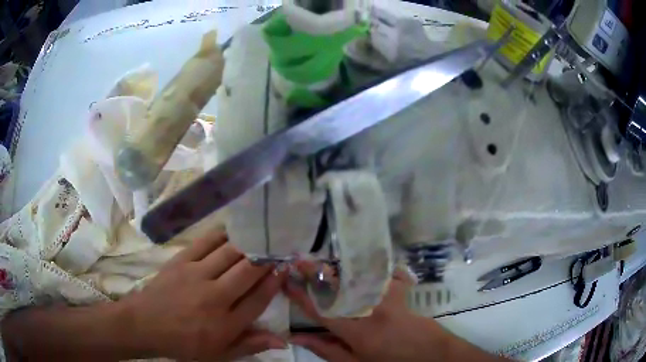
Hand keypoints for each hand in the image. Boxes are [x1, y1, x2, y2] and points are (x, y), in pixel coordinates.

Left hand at [125, 231, 287, 360]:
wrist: (146, 324)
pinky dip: (222, 234)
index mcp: (226, 323)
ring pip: (230, 252)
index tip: (285, 268)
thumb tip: (283, 341)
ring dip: (248, 244)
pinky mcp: (181, 261)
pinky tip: (232, 230)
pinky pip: (206, 242)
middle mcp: (215, 296)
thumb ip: (251, 345)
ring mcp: (196, 275)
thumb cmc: (185, 343)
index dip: (275, 281)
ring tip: (260, 237)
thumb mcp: (220, 354)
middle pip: (248, 270)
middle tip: (277, 248)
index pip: (259, 298)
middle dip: (267, 258)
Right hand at [285, 264, 442, 361]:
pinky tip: (364, 261)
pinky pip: (385, 273)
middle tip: (301, 261)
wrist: (431, 355)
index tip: (287, 281)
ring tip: (323, 261)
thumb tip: (297, 338)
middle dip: (317, 272)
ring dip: (339, 267)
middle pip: (339, 287)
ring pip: (359, 276)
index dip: (301, 296)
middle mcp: (370, 310)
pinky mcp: (401, 292)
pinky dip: (373, 267)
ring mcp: (388, 298)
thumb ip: (327, 350)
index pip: (321, 311)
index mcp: (356, 331)